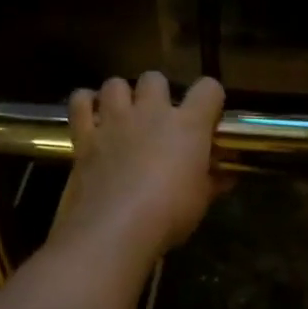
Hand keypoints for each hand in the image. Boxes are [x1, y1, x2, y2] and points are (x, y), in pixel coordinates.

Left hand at [49, 73, 225, 271]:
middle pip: (155, 78)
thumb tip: (226, 177)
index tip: (209, 118)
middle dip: (159, 93)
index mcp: (188, 125)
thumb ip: (213, 182)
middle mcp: (150, 113)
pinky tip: (93, 116)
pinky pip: (80, 102)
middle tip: (160, 120)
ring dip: (121, 95)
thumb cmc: (169, 215)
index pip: (209, 89)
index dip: (211, 99)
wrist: (114, 230)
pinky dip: (86, 103)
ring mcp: (114, 121)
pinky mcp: (84, 136)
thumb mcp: (201, 201)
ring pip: (115, 83)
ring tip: (124, 116)